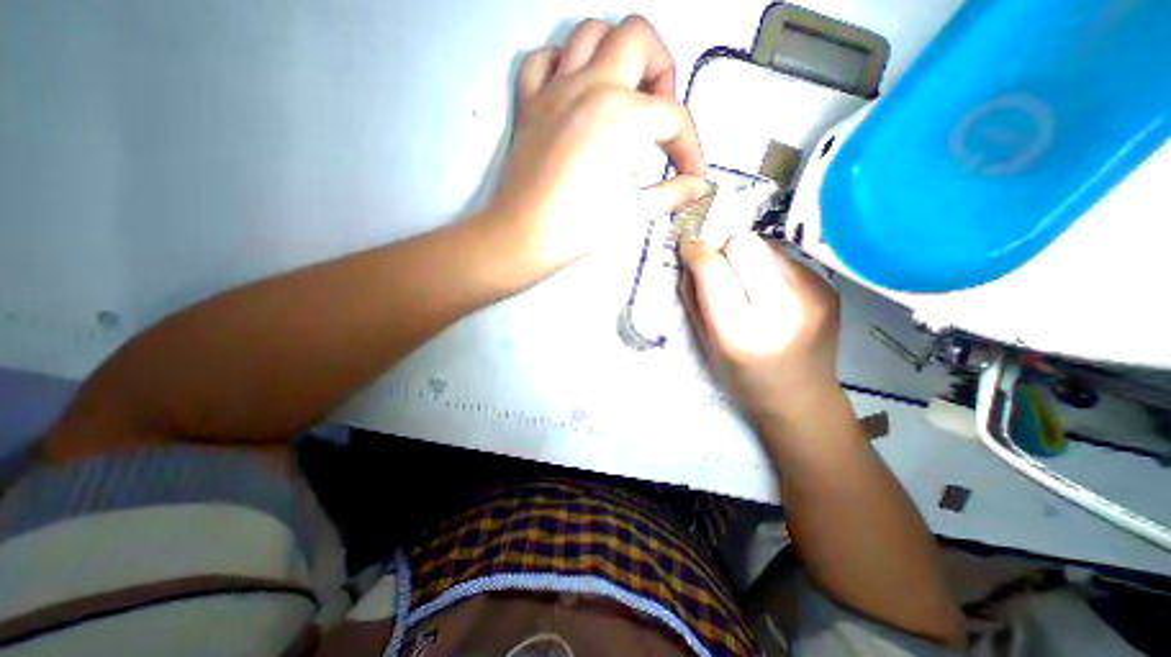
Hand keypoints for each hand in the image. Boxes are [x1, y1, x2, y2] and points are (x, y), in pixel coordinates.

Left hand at [476, 16, 703, 281]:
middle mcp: (591, 88)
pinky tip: (574, 92)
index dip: (690, 147)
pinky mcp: (529, 104)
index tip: (689, 173)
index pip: (674, 118)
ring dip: (615, 54)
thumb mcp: (634, 212)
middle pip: (638, 39)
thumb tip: (696, 187)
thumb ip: (673, 194)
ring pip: (590, 33)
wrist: (523, 238)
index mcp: (624, 116)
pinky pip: (542, 60)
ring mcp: (555, 91)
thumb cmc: (576, 228)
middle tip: (660, 113)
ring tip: (623, 94)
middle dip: (661, 71)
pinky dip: (562, 64)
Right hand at [677, 233, 841, 423]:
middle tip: (722, 273)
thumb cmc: (743, 377)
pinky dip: (770, 268)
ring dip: (749, 259)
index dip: (697, 253)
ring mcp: (813, 294)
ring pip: (767, 244)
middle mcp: (782, 307)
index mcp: (741, 331)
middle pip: (744, 242)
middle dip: (725, 251)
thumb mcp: (706, 343)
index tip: (688, 248)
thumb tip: (691, 256)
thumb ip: (693, 298)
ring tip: (750, 288)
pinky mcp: (829, 287)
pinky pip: (786, 257)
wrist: (801, 399)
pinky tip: (773, 295)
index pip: (714, 268)